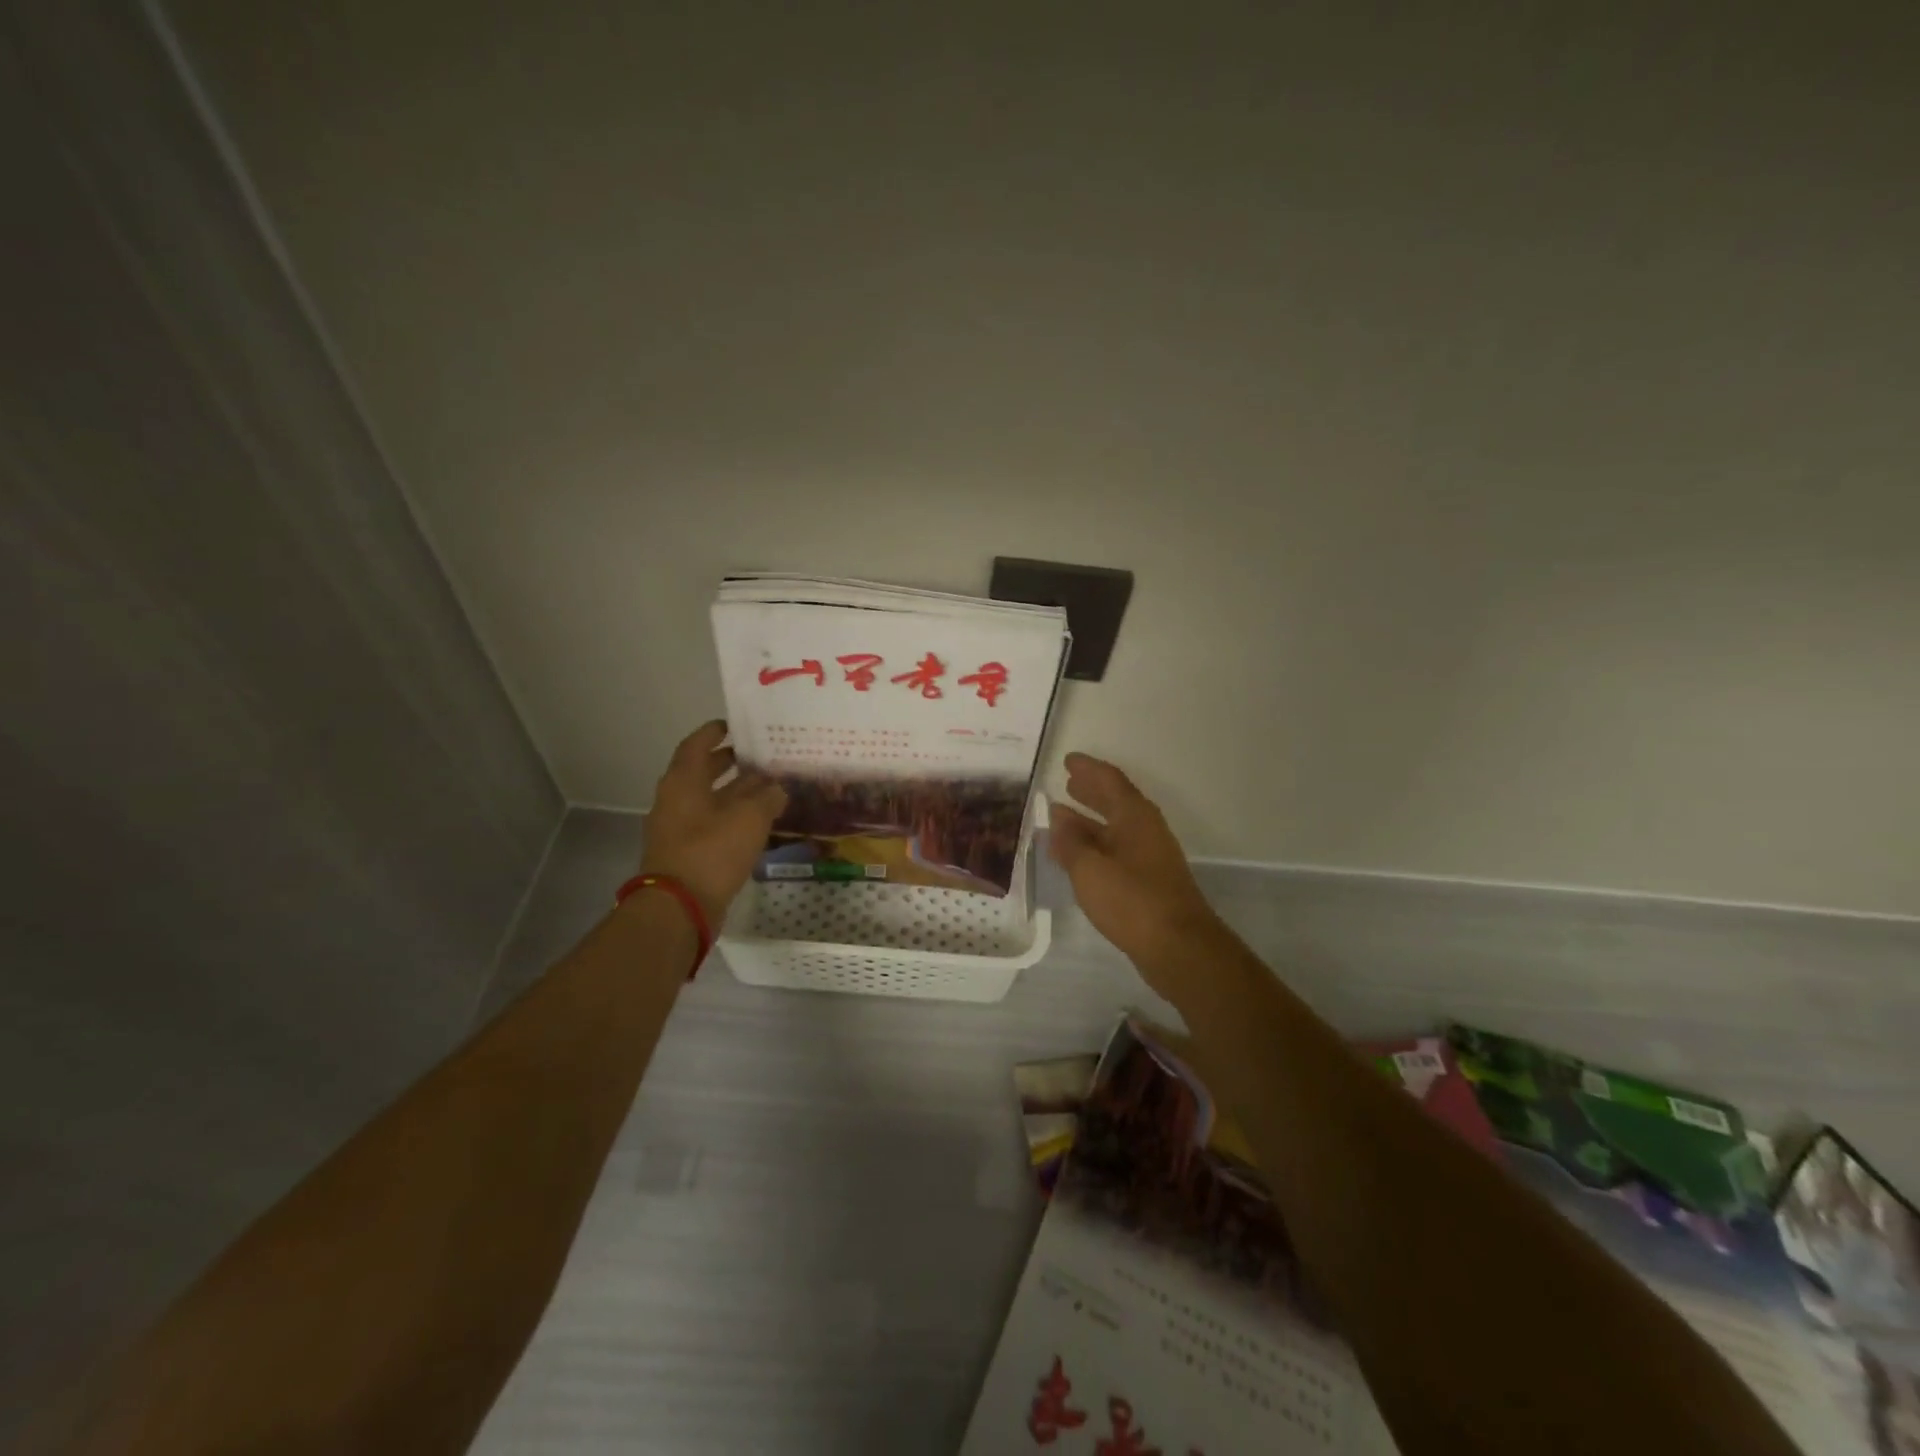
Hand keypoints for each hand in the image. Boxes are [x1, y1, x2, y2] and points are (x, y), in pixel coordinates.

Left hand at [639, 721, 786, 925]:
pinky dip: (734, 818)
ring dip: (736, 793)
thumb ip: (767, 797)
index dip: (715, 732)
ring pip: (710, 801)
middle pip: (703, 772)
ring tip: (769, 788)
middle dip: (730, 763)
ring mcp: (679, 829)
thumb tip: (778, 788)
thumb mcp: (749, 818)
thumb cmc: (711, 851)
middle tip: (759, 756)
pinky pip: (712, 825)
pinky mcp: (688, 854)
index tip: (736, 725)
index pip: (696, 745)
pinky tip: (760, 823)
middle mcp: (676, 800)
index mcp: (683, 782)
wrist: (679, 908)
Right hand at [1049, 753, 1222, 991]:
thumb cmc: (1132, 900)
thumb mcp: (1090, 869)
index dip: (1088, 769)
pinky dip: (1096, 845)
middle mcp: (1145, 830)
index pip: (1110, 780)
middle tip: (1067, 783)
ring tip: (1062, 817)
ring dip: (1090, 820)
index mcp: (1134, 816)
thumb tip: (1058, 816)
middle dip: (1091, 791)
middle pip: (1116, 801)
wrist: (1178, 947)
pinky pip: (1117, 850)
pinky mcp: (1148, 881)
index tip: (1068, 760)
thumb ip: (1070, 842)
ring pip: (1115, 828)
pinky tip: (1079, 856)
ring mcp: (1149, 856)